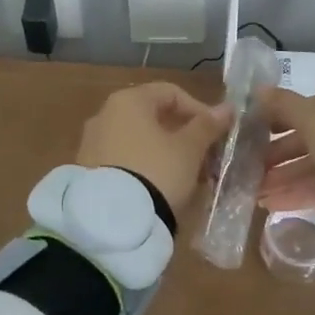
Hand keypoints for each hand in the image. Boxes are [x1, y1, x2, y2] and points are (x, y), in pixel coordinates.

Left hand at [76, 83, 232, 219]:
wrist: (112, 221)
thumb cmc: (157, 171)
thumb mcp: (189, 149)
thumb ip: (207, 126)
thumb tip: (227, 108)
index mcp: (128, 101)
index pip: (171, 93)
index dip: (199, 110)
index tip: (216, 133)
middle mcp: (104, 115)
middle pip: (153, 117)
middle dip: (184, 135)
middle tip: (206, 156)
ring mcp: (92, 144)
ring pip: (139, 140)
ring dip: (167, 153)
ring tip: (189, 177)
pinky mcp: (88, 171)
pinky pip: (124, 160)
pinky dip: (146, 167)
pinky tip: (163, 188)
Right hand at [256, 87, 314, 210]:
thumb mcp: (312, 119)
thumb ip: (282, 104)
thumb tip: (257, 89)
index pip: (303, 107)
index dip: (274, 119)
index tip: (248, 134)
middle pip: (306, 138)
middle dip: (275, 155)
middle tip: (248, 168)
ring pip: (312, 165)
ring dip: (282, 177)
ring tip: (254, 192)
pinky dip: (297, 193)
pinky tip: (270, 204)